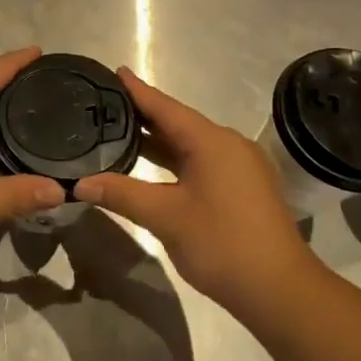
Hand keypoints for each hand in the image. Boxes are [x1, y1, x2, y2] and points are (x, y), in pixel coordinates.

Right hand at [73, 68, 317, 315]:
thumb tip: (80, 184)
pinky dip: (175, 160)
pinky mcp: (243, 188)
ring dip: (159, 141)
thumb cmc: (221, 244)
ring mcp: (240, 167)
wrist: (279, 289)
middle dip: (143, 115)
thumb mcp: (165, 217)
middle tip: (107, 104)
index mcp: (211, 141)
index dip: (138, 90)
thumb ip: (122, 194)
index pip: (165, 107)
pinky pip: (202, 162)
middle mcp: (228, 145)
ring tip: (120, 132)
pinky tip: (153, 166)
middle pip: (178, 122)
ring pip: (191, 145)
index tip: (115, 71)